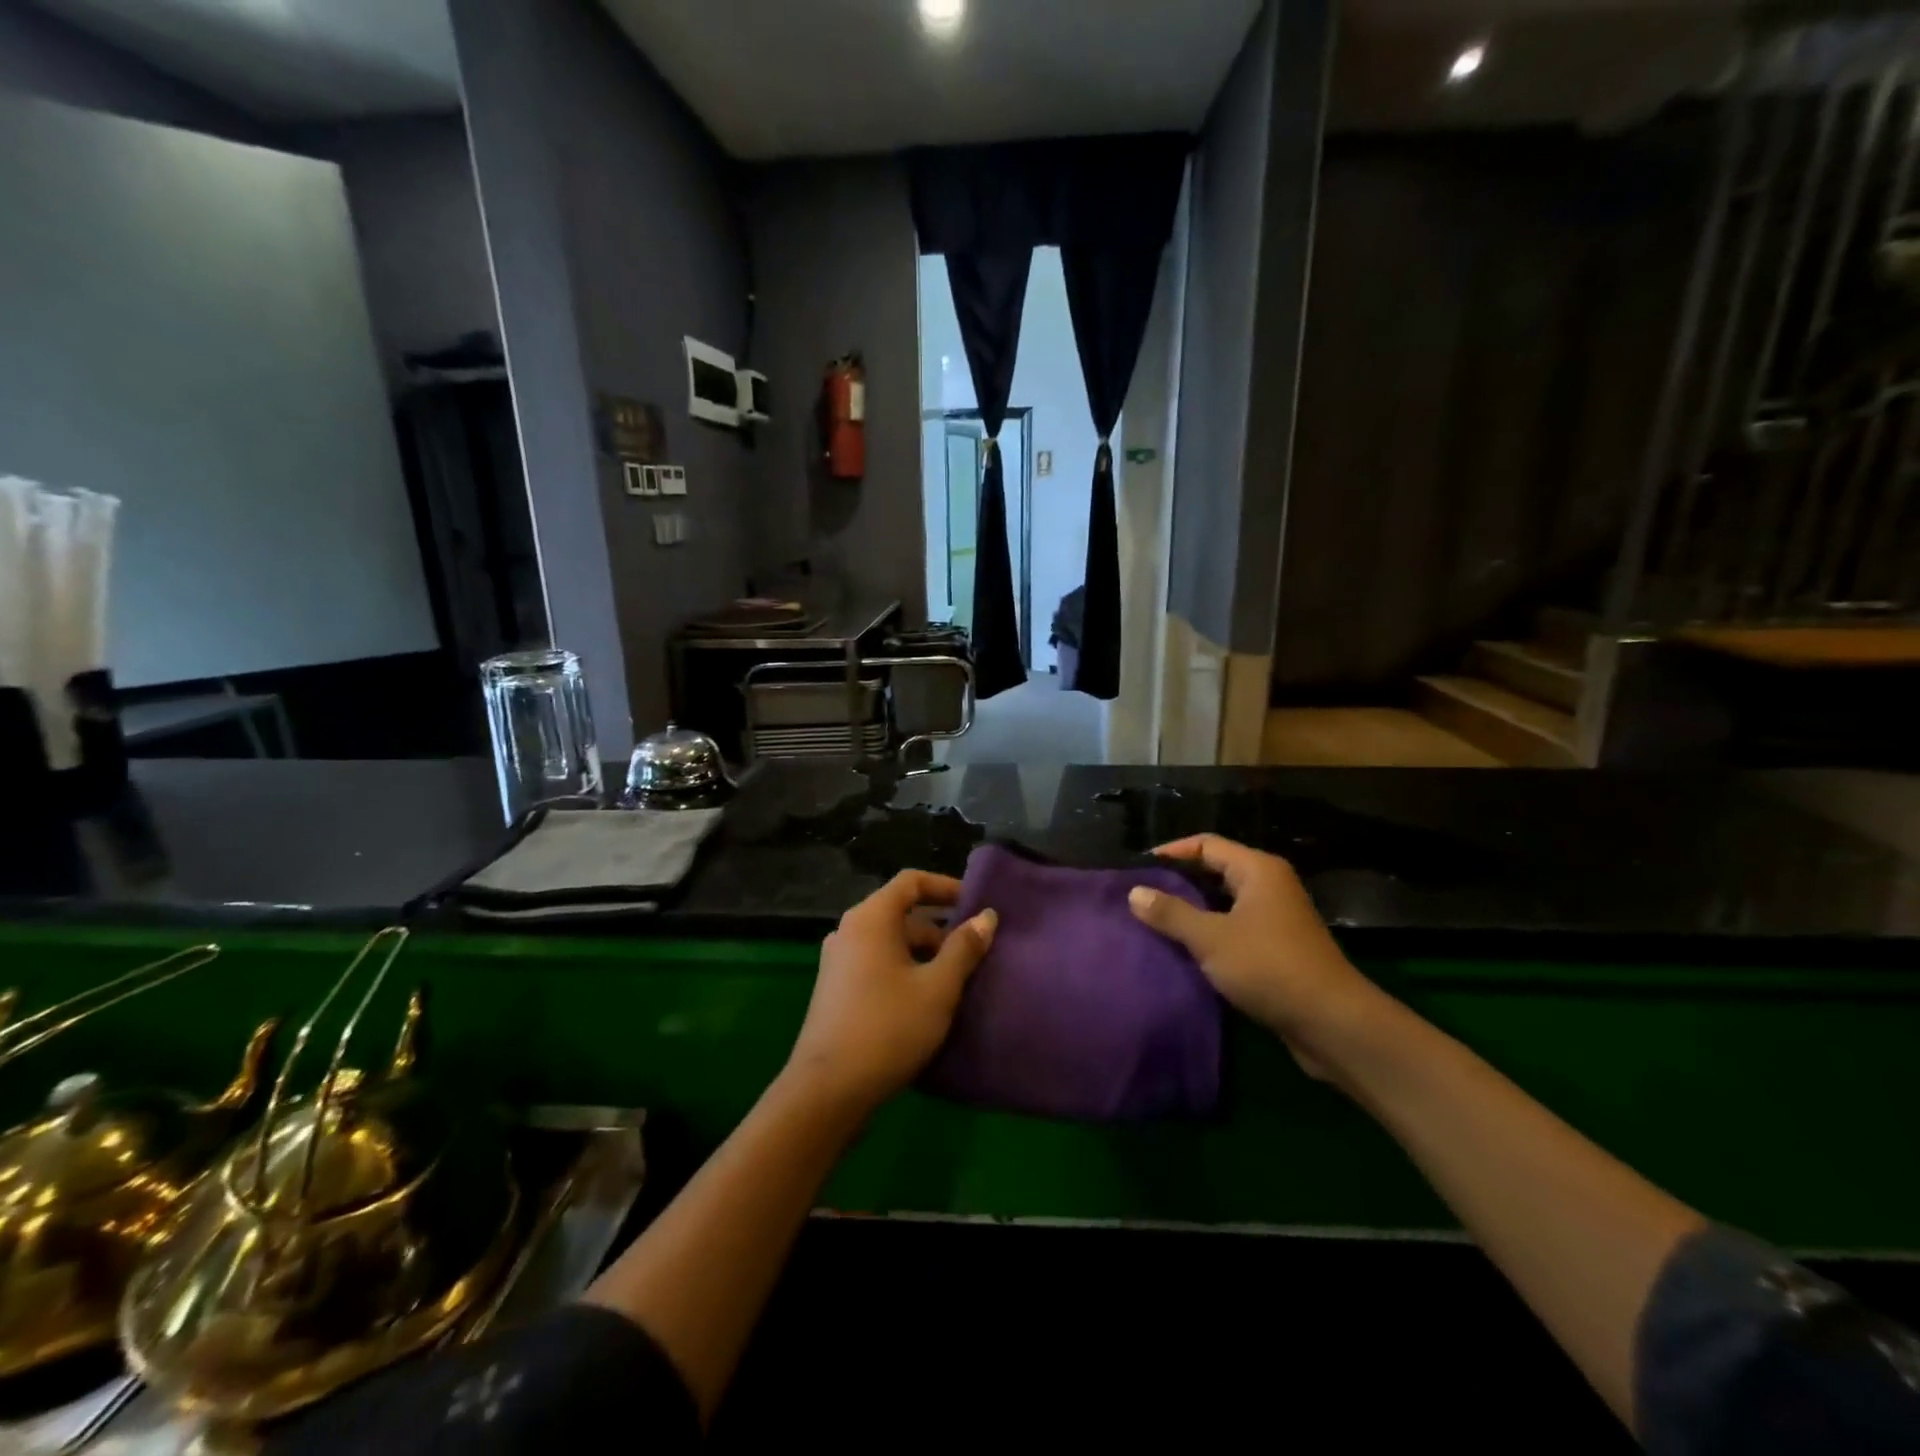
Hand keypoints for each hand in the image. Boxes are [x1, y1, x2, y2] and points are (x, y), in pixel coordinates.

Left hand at [786, 871, 996, 1111]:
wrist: (827, 1091)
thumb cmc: (888, 1028)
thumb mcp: (938, 988)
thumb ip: (964, 948)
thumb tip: (986, 917)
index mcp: (870, 918)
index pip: (911, 882)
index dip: (946, 887)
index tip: (975, 904)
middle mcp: (849, 931)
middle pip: (901, 914)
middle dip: (939, 930)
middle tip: (973, 954)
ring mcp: (838, 962)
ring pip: (890, 943)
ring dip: (924, 955)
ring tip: (956, 982)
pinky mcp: (835, 990)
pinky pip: (876, 964)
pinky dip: (904, 971)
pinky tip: (926, 1003)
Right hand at [1127, 835, 1380, 1075]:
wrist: (1332, 1022)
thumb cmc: (1269, 967)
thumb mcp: (1211, 938)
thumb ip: (1171, 913)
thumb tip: (1134, 892)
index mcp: (1258, 870)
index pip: (1206, 845)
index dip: (1171, 852)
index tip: (1138, 868)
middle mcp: (1269, 885)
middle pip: (1215, 870)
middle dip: (1179, 881)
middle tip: (1141, 894)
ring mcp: (1276, 917)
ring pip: (1224, 902)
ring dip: (1192, 910)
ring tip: (1154, 919)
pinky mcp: (1277, 947)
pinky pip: (1234, 927)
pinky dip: (1209, 932)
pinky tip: (1184, 948)